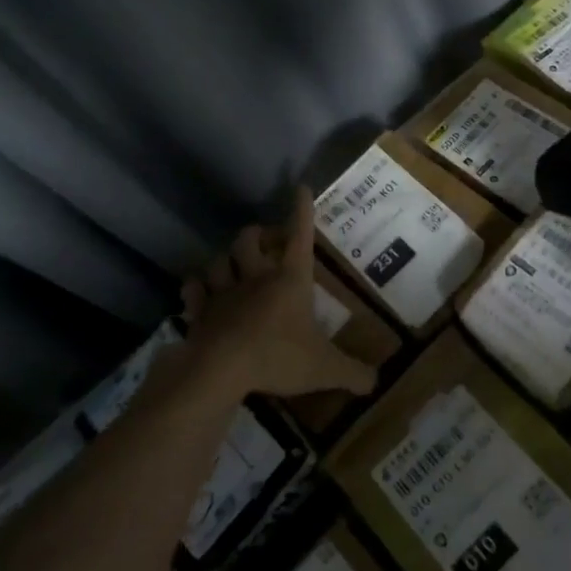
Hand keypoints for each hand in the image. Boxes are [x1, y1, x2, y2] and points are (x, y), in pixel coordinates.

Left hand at [180, 188, 377, 400]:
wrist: (220, 369)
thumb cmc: (277, 357)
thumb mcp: (324, 368)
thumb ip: (352, 373)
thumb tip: (376, 382)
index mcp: (290, 280)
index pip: (299, 236)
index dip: (301, 211)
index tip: (301, 188)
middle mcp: (256, 277)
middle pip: (250, 239)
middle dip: (258, 235)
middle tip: (267, 242)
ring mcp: (224, 292)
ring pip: (219, 260)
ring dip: (226, 260)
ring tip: (234, 266)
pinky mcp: (200, 312)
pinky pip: (194, 289)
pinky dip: (196, 288)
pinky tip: (200, 291)